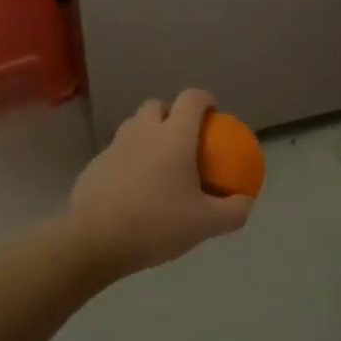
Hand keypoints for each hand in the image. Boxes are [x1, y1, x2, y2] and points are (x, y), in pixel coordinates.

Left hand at [67, 89, 253, 277]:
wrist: (95, 241)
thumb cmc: (156, 224)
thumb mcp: (205, 224)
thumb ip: (233, 211)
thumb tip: (246, 200)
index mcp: (174, 135)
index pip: (192, 98)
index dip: (205, 101)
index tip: (213, 116)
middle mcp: (143, 131)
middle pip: (158, 106)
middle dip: (171, 115)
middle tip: (183, 141)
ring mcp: (114, 146)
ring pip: (134, 127)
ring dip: (148, 136)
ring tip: (158, 165)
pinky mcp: (94, 165)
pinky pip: (117, 153)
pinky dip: (128, 161)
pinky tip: (133, 190)